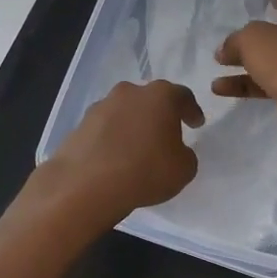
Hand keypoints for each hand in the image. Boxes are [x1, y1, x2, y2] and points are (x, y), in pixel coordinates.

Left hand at [42, 79, 203, 223]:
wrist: (87, 185)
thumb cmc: (146, 171)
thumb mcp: (184, 169)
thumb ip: (185, 155)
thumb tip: (176, 151)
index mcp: (160, 96)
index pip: (183, 97)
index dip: (191, 111)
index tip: (196, 124)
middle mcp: (130, 92)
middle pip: (150, 99)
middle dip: (159, 114)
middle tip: (166, 133)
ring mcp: (101, 106)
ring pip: (125, 111)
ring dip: (133, 125)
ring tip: (137, 148)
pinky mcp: (80, 124)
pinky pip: (105, 128)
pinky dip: (112, 138)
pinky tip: (115, 157)